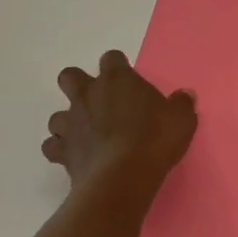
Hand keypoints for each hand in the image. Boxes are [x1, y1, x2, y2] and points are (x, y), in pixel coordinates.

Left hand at [42, 50, 196, 188]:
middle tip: (98, 102)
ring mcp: (71, 123)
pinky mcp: (62, 152)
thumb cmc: (154, 139)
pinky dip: (60, 150)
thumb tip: (185, 95)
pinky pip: (52, 147)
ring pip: (57, 115)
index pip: (112, 59)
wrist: (123, 177)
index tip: (129, 82)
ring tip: (86, 134)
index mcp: (117, 79)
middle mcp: (88, 95)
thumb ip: (181, 104)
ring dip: (69, 122)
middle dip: (79, 84)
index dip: (119, 67)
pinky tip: (75, 157)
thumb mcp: (181, 119)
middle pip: (70, 76)